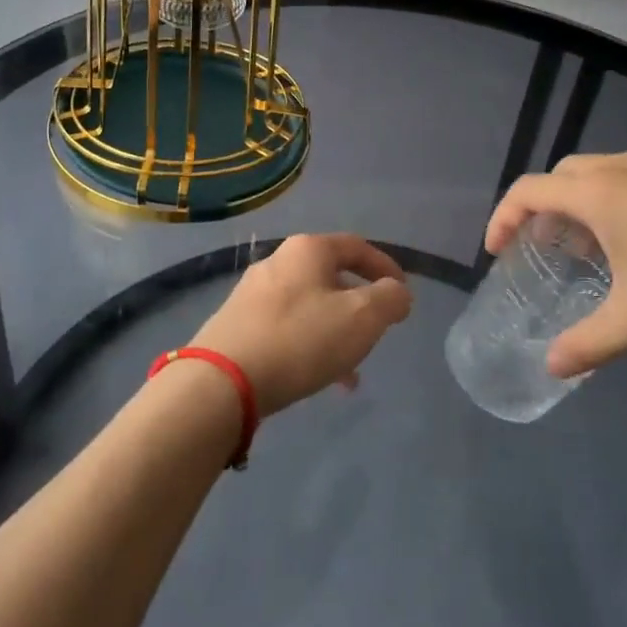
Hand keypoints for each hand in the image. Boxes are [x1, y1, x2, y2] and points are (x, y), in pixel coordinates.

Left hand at [187, 235, 412, 414]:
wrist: (222, 380)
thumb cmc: (300, 339)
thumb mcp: (361, 318)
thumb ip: (390, 299)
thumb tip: (397, 292)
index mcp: (308, 250)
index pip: (357, 247)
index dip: (385, 268)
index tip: (404, 293)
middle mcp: (278, 262)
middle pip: (331, 276)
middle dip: (359, 305)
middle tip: (376, 331)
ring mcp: (252, 293)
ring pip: (309, 306)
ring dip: (335, 331)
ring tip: (351, 370)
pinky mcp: (237, 323)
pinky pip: (286, 327)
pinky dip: (309, 344)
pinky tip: (318, 378)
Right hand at [484, 152, 626, 378]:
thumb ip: (591, 342)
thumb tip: (553, 368)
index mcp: (598, 193)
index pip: (528, 191)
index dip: (503, 218)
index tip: (497, 252)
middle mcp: (621, 170)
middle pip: (560, 176)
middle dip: (539, 207)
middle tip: (540, 248)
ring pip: (595, 173)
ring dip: (575, 203)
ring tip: (583, 248)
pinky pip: (626, 179)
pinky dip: (608, 202)